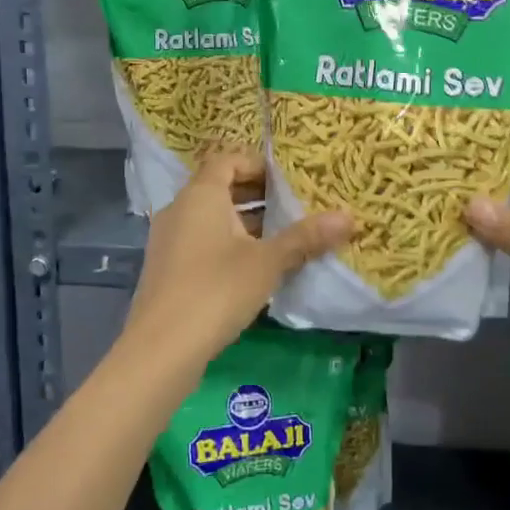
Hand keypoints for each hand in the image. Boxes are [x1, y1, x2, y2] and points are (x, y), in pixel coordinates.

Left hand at [124, 149, 351, 368]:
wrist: (161, 350)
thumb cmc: (216, 291)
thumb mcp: (268, 262)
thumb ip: (305, 237)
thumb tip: (349, 216)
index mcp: (200, 195)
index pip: (227, 159)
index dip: (258, 164)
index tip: (288, 181)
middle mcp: (179, 209)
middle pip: (220, 187)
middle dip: (257, 195)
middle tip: (294, 207)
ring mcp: (169, 240)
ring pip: (212, 218)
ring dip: (245, 223)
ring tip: (283, 238)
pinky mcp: (168, 269)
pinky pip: (202, 242)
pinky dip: (228, 245)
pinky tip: (255, 269)